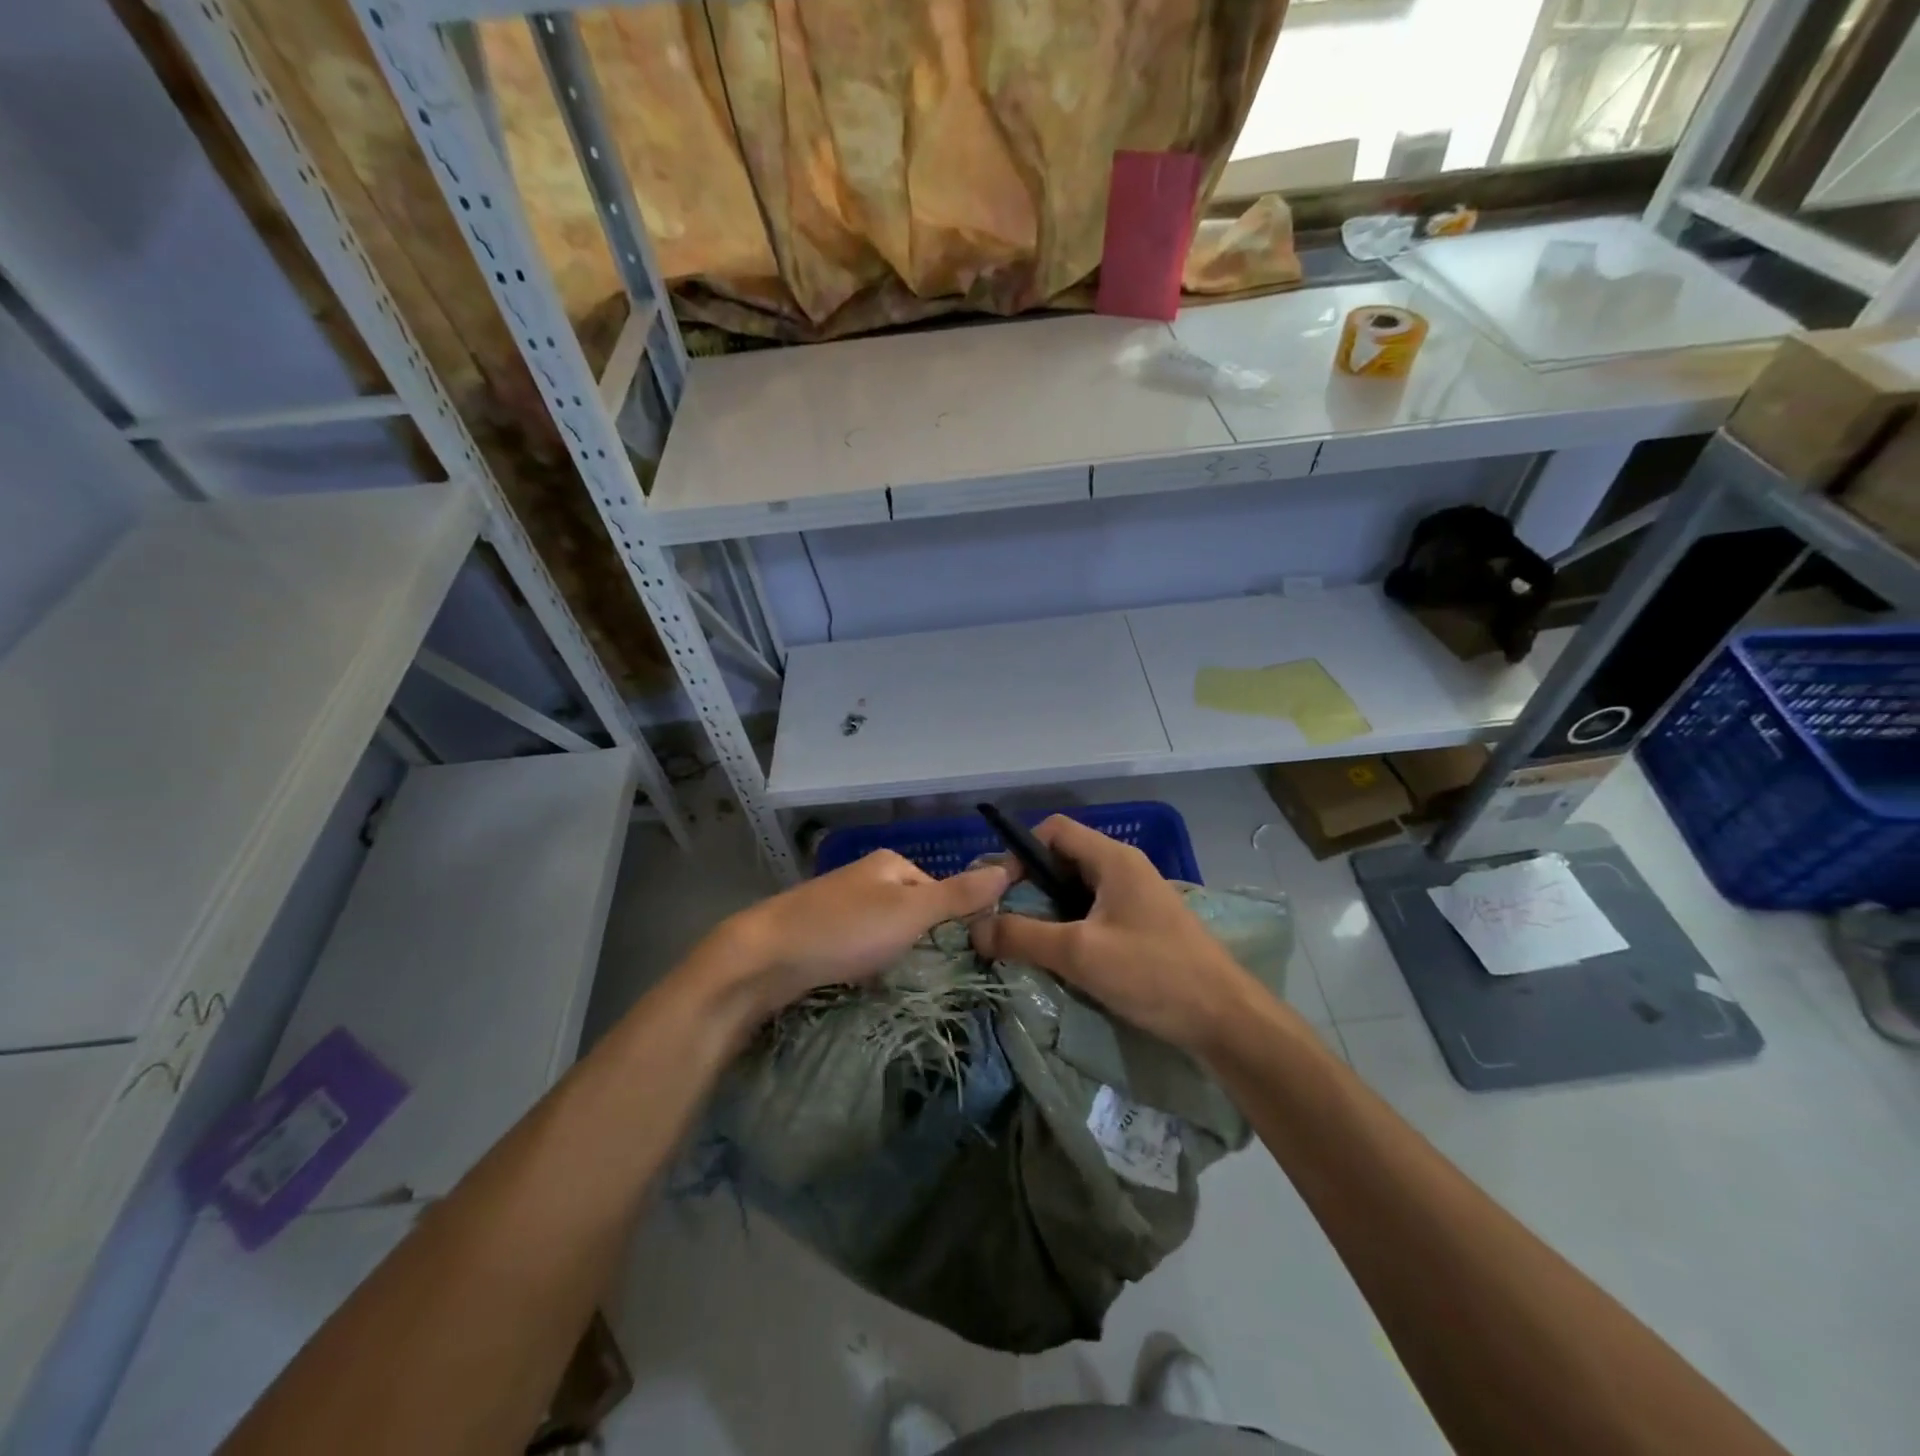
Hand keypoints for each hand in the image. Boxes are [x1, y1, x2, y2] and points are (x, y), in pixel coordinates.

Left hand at [698, 850, 1010, 1023]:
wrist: (763, 958)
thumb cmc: (845, 930)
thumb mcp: (911, 911)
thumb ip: (959, 894)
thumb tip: (1009, 867)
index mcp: (889, 863)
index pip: (940, 888)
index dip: (952, 920)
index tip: (959, 955)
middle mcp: (865, 877)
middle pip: (913, 910)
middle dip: (920, 941)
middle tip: (926, 972)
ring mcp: (839, 905)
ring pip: (886, 931)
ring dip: (894, 956)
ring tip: (896, 981)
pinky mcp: (819, 934)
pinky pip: (859, 947)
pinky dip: (867, 964)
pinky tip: (864, 982)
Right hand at [969, 816, 1262, 1055]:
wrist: (1225, 1019)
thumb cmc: (1153, 973)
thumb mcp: (1079, 954)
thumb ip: (1022, 936)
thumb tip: (974, 929)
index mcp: (1113, 858)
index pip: (1053, 830)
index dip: (1020, 852)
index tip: (1000, 892)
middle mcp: (1125, 868)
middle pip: (1063, 860)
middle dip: (1030, 887)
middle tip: (1005, 922)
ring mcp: (1137, 898)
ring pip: (1078, 890)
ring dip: (1050, 912)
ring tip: (1029, 944)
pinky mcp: (1144, 926)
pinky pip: (1096, 913)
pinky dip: (1073, 928)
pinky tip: (1064, 960)